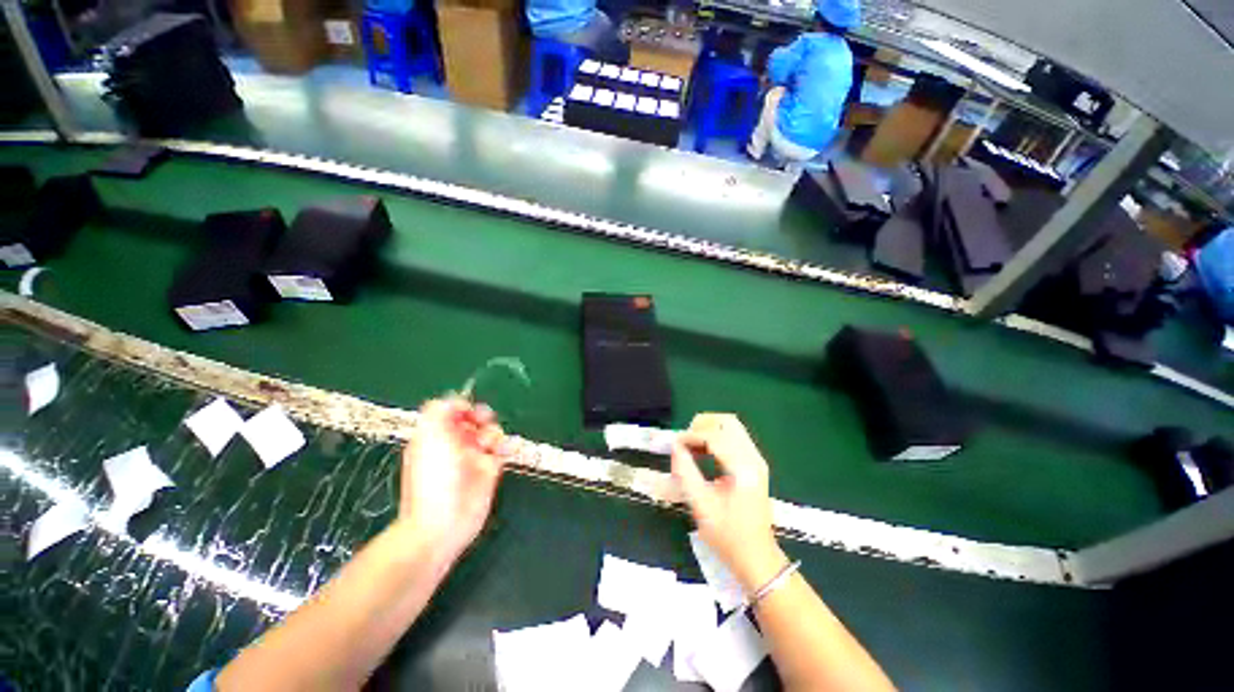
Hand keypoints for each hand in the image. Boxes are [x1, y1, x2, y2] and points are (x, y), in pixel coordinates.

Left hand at [400, 397, 505, 561]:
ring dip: (495, 433)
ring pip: (491, 432)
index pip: (452, 411)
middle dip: (482, 417)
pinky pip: (503, 450)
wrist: (443, 522)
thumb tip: (456, 400)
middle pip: (474, 419)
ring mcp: (473, 457)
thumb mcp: (429, 436)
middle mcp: (455, 444)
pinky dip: (507, 446)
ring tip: (490, 445)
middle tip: (483, 422)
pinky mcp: (490, 470)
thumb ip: (440, 410)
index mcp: (436, 435)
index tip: (469, 412)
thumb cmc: (433, 478)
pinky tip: (503, 451)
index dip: (463, 407)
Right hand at [672, 413, 787, 594]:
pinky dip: (715, 438)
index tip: (674, 445)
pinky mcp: (753, 465)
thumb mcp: (701, 505)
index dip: (691, 436)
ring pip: (731, 427)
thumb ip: (685, 471)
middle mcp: (753, 458)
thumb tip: (674, 447)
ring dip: (709, 430)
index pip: (715, 436)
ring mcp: (756, 460)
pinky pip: (733, 438)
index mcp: (743, 468)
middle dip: (702, 425)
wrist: (757, 559)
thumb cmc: (728, 536)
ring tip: (691, 447)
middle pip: (728, 422)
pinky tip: (702, 453)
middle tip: (685, 440)